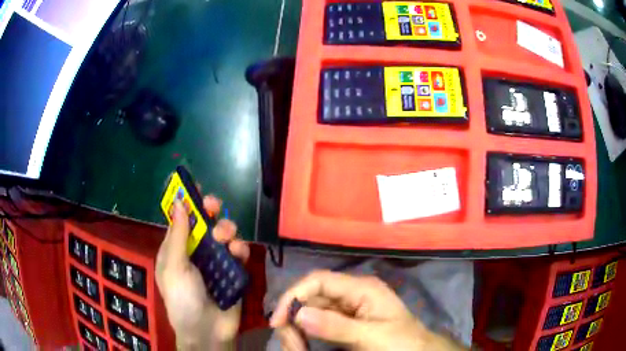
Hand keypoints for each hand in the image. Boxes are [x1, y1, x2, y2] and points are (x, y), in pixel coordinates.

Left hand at [156, 196, 249, 350]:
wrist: (207, 330)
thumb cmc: (182, 299)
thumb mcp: (174, 267)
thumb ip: (178, 236)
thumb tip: (179, 203)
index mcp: (175, 249)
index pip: (181, 219)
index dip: (187, 202)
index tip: (196, 187)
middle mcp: (195, 252)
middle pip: (204, 222)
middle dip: (210, 211)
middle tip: (215, 205)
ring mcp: (215, 262)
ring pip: (223, 234)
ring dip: (226, 229)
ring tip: (226, 238)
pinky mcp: (233, 271)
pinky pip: (238, 253)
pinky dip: (239, 248)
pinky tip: (238, 252)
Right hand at [270, 271, 465, 350]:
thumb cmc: (402, 343)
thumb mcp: (372, 336)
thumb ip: (337, 326)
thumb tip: (298, 314)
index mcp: (361, 288)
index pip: (318, 280)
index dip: (293, 295)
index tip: (278, 321)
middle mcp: (351, 294)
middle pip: (311, 297)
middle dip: (294, 319)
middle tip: (291, 345)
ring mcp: (347, 309)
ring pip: (310, 311)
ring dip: (298, 329)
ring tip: (297, 349)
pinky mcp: (345, 323)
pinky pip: (317, 324)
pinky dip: (306, 335)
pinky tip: (304, 346)